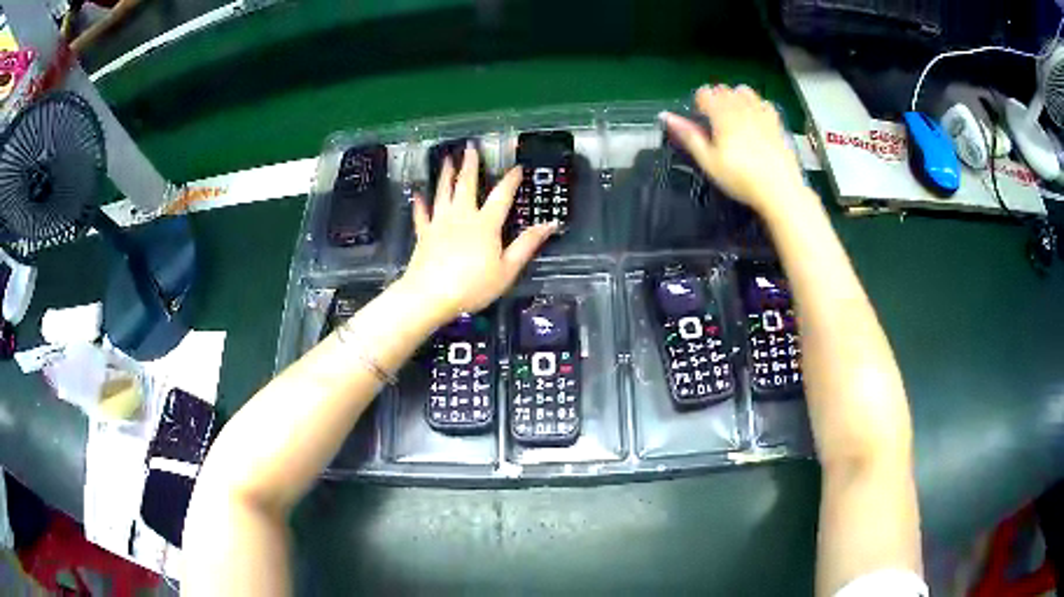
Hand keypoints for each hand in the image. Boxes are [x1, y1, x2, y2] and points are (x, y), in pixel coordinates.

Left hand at [400, 144, 556, 322]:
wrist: (430, 295)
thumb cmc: (473, 286)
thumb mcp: (507, 269)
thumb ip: (527, 245)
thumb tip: (550, 224)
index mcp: (485, 224)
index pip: (501, 195)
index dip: (511, 180)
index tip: (517, 167)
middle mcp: (462, 216)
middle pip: (467, 185)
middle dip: (470, 164)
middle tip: (470, 147)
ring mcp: (440, 223)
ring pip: (443, 193)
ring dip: (446, 174)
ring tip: (446, 159)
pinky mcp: (424, 234)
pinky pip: (421, 215)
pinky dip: (420, 203)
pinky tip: (417, 194)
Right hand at [660, 85, 806, 216]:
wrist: (779, 190)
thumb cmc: (740, 179)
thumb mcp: (709, 161)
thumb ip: (689, 136)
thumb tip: (666, 116)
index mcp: (722, 115)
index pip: (705, 93)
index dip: (699, 102)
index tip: (700, 118)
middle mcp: (741, 107)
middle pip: (724, 89)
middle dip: (717, 99)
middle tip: (715, 121)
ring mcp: (761, 113)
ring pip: (744, 91)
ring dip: (736, 98)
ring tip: (735, 117)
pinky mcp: (776, 122)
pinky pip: (764, 102)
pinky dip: (756, 105)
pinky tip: (756, 119)